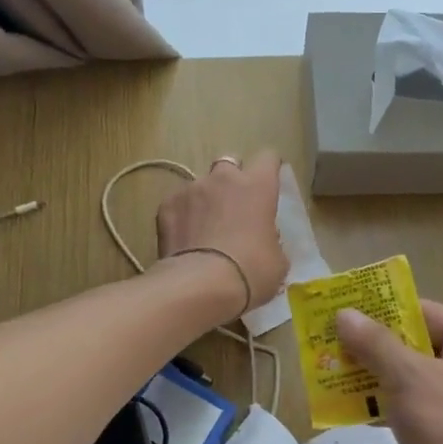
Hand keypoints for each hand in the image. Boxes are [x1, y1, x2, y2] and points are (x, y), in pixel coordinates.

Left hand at [155, 151, 287, 315]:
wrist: (201, 285)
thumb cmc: (250, 272)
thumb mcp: (277, 260)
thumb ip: (271, 239)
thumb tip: (264, 239)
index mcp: (258, 186)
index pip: (268, 158)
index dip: (268, 170)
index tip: (267, 185)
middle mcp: (224, 178)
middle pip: (229, 162)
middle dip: (232, 180)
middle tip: (234, 207)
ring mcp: (191, 188)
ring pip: (201, 184)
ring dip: (205, 200)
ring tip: (204, 229)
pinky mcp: (166, 205)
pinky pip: (177, 203)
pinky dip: (182, 216)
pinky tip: (184, 240)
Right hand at [335, 300, 442, 443]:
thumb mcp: (410, 381)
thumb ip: (376, 344)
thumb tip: (344, 314)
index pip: (424, 312)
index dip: (381, 310)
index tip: (339, 312)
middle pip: (417, 343)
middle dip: (373, 347)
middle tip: (327, 346)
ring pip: (413, 377)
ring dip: (374, 377)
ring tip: (329, 376)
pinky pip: (417, 406)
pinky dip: (388, 405)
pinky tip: (352, 410)